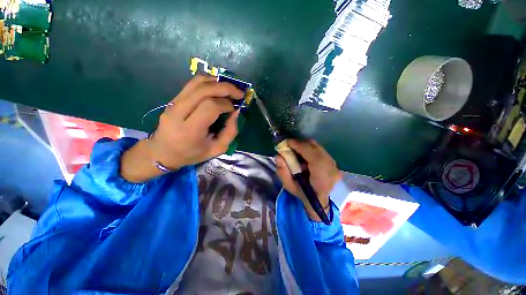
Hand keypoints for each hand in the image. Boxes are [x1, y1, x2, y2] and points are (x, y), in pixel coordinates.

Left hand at [121, 75, 243, 181]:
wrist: (163, 152)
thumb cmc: (192, 154)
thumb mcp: (217, 149)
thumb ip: (230, 132)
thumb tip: (236, 112)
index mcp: (190, 130)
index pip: (210, 107)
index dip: (226, 105)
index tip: (234, 109)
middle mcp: (179, 113)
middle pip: (204, 90)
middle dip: (225, 88)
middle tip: (238, 93)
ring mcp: (173, 104)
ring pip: (197, 83)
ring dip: (217, 82)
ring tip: (230, 89)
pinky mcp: (173, 99)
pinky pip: (192, 84)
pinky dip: (208, 82)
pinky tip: (217, 87)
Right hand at [275, 139, 341, 221]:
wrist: (319, 201)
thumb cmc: (303, 194)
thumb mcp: (289, 186)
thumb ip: (282, 171)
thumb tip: (278, 156)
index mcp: (322, 178)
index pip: (313, 157)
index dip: (300, 146)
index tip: (288, 142)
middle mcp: (331, 169)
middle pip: (316, 148)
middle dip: (301, 144)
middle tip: (290, 146)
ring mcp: (334, 165)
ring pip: (318, 148)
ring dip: (305, 146)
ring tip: (296, 150)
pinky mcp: (334, 163)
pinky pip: (320, 150)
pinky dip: (310, 149)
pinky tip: (304, 154)